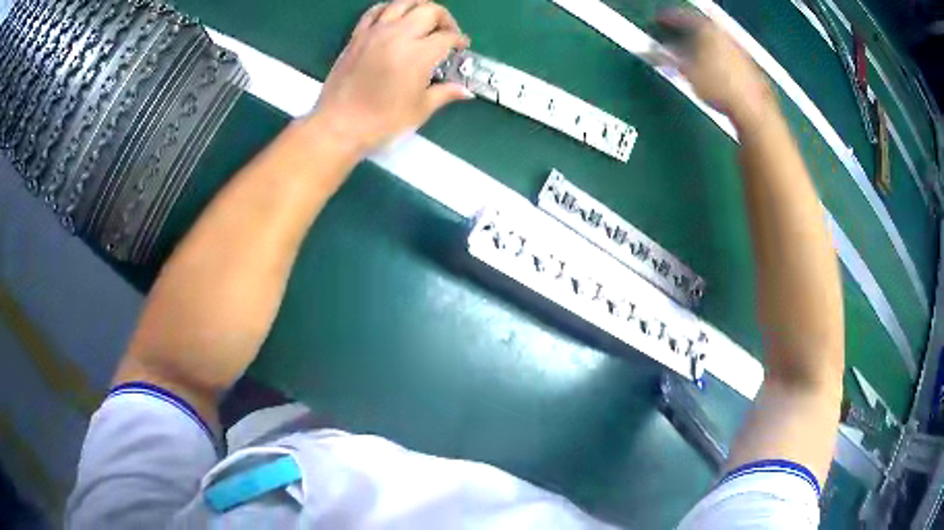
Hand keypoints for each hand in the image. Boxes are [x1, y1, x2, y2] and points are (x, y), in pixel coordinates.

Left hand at [308, 0, 471, 156]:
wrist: (339, 124)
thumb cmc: (382, 121)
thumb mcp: (420, 109)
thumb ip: (445, 93)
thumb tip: (466, 91)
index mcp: (418, 54)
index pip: (447, 37)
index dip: (459, 41)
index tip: (461, 48)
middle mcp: (399, 35)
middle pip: (429, 11)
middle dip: (444, 19)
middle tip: (446, 33)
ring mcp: (375, 32)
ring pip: (403, 3)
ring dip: (419, 7)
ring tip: (423, 20)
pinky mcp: (357, 35)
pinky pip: (375, 10)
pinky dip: (389, 8)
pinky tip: (394, 18)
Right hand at [657, 9, 774, 129]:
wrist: (754, 111)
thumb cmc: (719, 88)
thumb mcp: (687, 73)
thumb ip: (666, 58)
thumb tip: (649, 51)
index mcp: (708, 28)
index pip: (683, 16)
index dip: (668, 18)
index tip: (658, 21)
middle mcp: (725, 34)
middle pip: (701, 27)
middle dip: (686, 32)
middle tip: (673, 38)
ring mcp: (740, 50)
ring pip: (715, 41)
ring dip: (701, 45)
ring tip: (690, 55)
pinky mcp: (750, 67)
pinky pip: (726, 55)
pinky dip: (715, 57)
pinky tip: (711, 70)